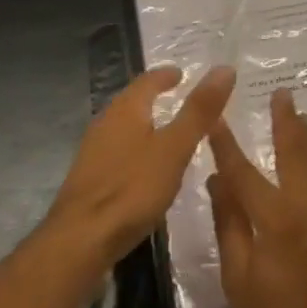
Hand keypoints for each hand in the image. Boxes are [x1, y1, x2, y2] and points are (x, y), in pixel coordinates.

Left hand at [47, 65, 235, 268]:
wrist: (81, 239)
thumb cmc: (132, 188)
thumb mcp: (175, 148)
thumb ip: (199, 111)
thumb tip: (224, 68)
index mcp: (125, 110)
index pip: (147, 81)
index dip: (166, 75)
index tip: (182, 74)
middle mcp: (105, 123)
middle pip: (132, 101)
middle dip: (154, 97)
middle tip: (179, 97)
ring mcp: (94, 152)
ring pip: (124, 127)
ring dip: (145, 123)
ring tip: (168, 131)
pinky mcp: (91, 179)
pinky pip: (119, 152)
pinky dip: (137, 149)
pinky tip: (147, 168)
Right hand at [207, 88, 306, 307]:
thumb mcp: (239, 279)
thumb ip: (230, 224)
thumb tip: (218, 179)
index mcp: (276, 219)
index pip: (244, 170)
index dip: (226, 143)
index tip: (216, 116)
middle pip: (296, 151)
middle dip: (286, 121)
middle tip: (282, 94)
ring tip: (300, 116)